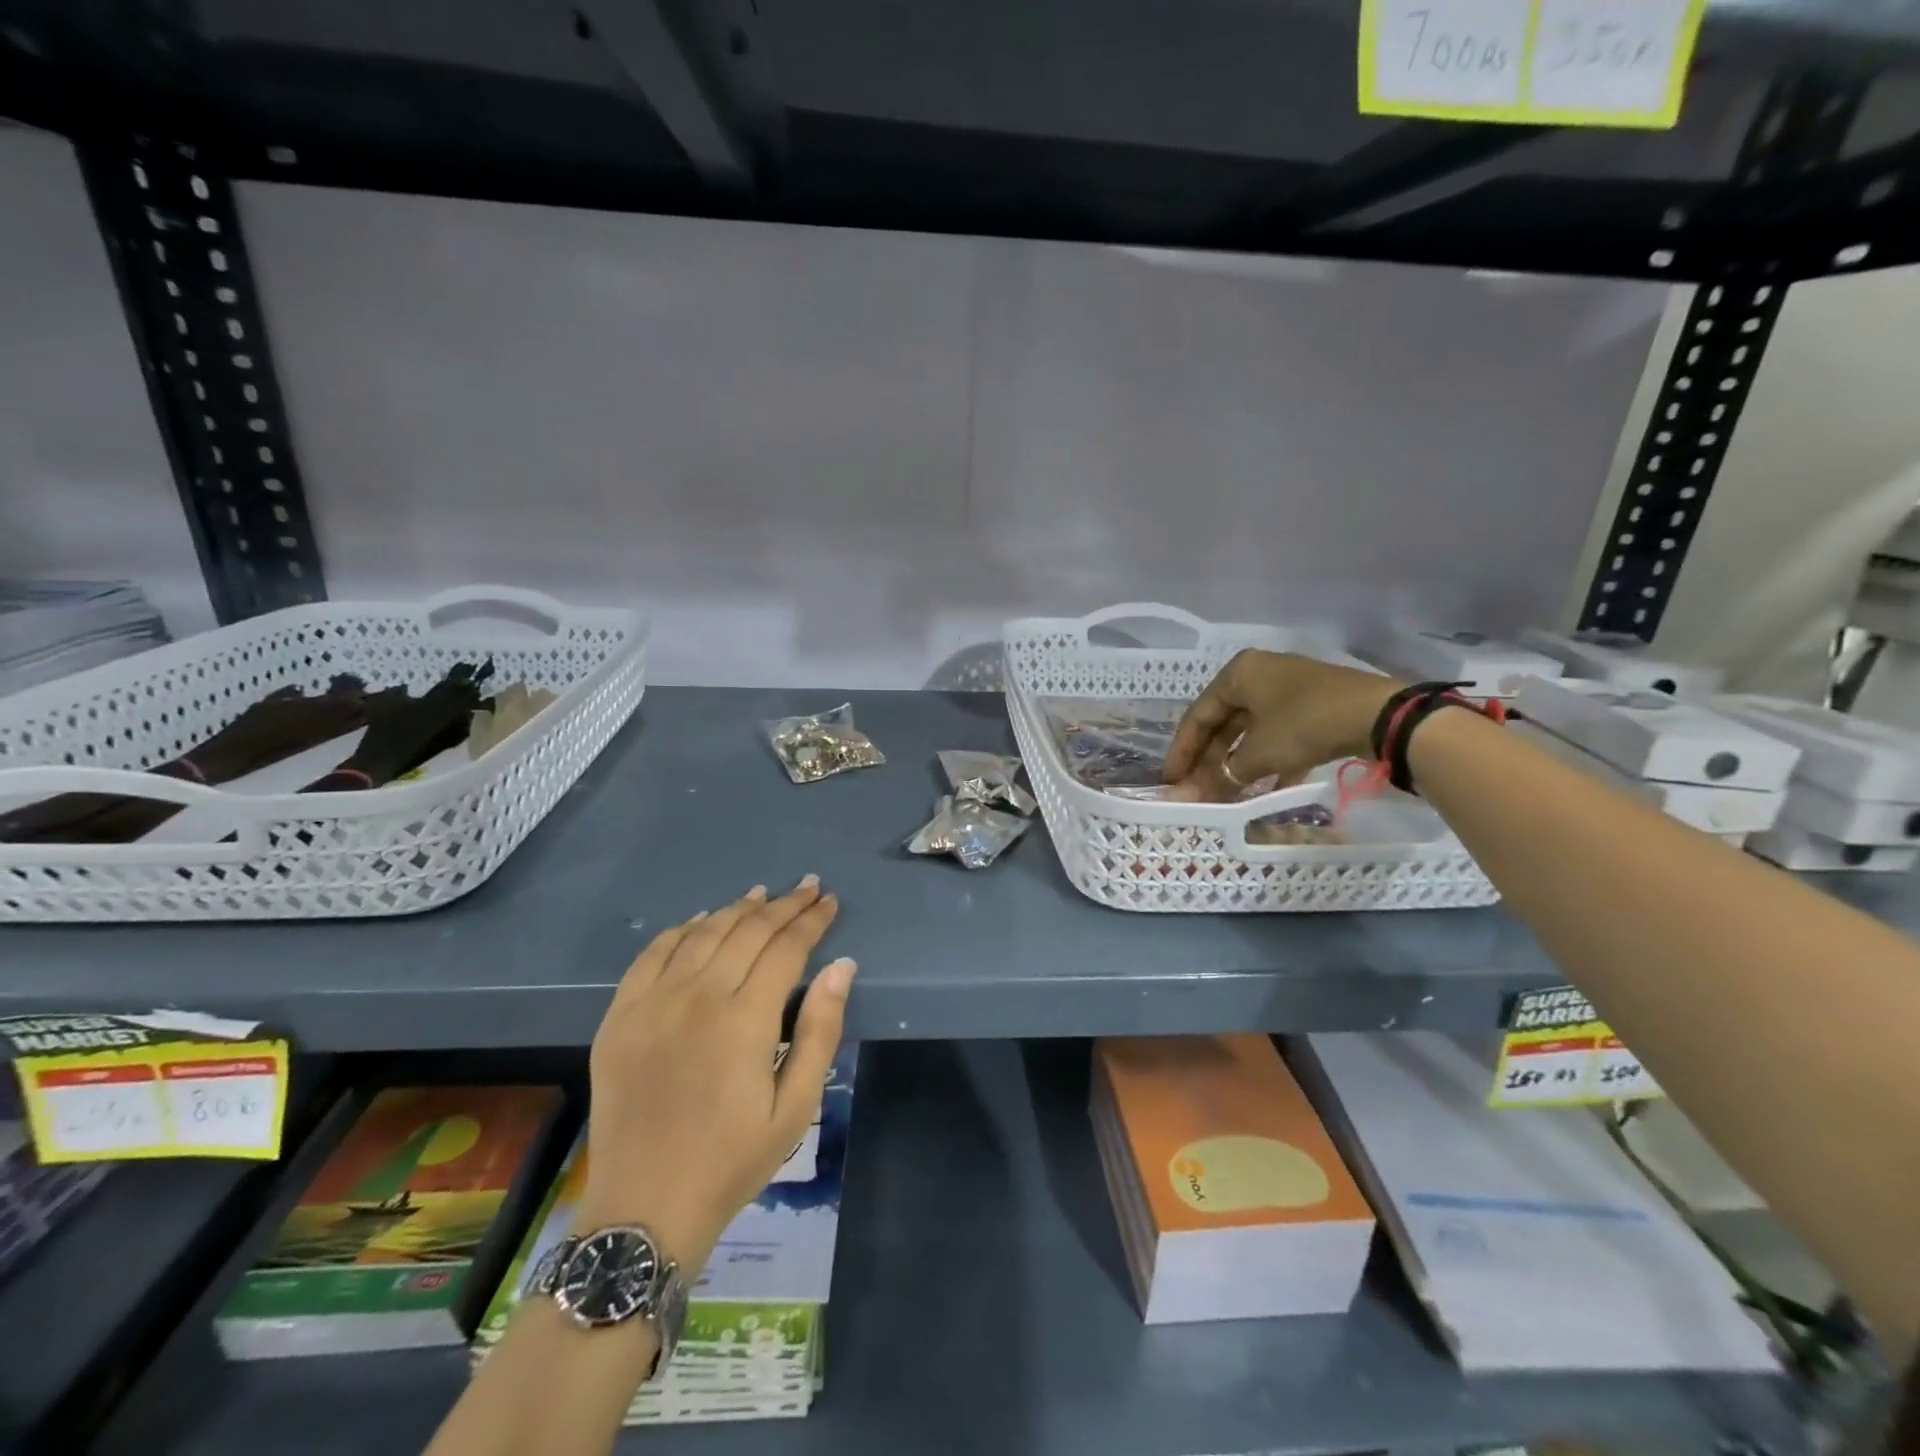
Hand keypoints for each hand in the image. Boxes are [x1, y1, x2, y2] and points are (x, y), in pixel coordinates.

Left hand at [576, 876, 854, 1269]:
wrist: (644, 1208)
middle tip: (807, 887)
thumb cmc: (732, 1160)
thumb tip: (842, 966)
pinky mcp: (620, 1016)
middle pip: (747, 931)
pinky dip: (681, 930)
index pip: (786, 948)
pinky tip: (701, 920)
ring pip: (702, 934)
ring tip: (761, 895)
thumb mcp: (795, 1107)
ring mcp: (652, 1003)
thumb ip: (820, 1031)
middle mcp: (697, 997)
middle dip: (783, 905)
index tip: (829, 901)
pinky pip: (652, 955)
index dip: (811, 920)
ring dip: (736, 909)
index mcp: (744, 1019)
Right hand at [1164, 650, 1400, 800]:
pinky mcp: (1313, 707)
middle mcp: (1259, 675)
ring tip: (1226, 794)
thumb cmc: (1305, 723)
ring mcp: (1288, 690)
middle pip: (1223, 723)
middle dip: (1210, 761)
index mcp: (1238, 674)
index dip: (1182, 751)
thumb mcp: (1259, 753)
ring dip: (1237, 764)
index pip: (1197, 716)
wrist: (1381, 715)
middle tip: (1197, 791)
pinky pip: (1278, 735)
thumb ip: (1221, 776)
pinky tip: (1267, 789)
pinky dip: (1268, 761)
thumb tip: (1187, 798)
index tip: (1171, 781)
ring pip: (1250, 731)